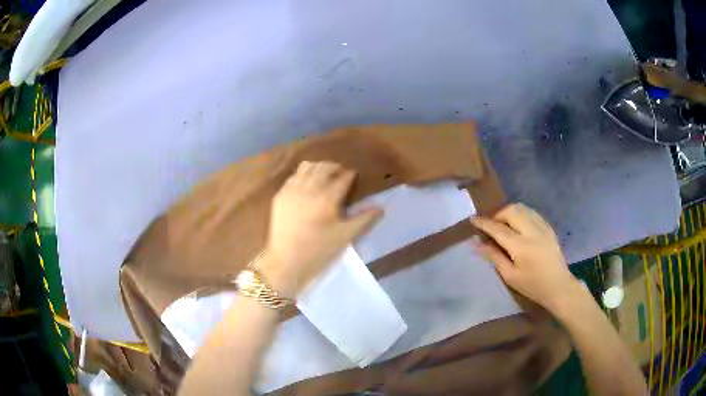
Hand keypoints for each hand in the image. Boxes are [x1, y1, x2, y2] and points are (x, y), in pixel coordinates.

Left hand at [260, 161, 382, 296]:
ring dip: (319, 167)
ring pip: (307, 167)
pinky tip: (307, 184)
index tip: (355, 176)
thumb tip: (381, 208)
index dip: (351, 175)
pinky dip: (303, 174)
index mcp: (328, 197)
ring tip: (324, 176)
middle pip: (325, 167)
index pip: (343, 177)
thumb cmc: (319, 251)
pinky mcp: (281, 194)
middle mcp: (310, 187)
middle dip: (336, 168)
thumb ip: (364, 219)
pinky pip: (294, 175)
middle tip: (342, 174)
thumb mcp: (345, 236)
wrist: (286, 261)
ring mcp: (292, 189)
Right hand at [471, 203, 579, 312]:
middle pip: (511, 211)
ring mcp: (542, 227)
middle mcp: (532, 231)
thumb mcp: (510, 276)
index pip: (498, 229)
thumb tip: (477, 244)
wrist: (559, 286)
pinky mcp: (548, 227)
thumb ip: (494, 257)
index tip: (473, 220)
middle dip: (497, 214)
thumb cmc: (532, 286)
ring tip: (503, 224)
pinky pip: (531, 212)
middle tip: (491, 225)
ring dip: (509, 212)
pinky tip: (518, 226)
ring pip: (522, 208)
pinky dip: (520, 214)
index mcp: (521, 246)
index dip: (484, 223)